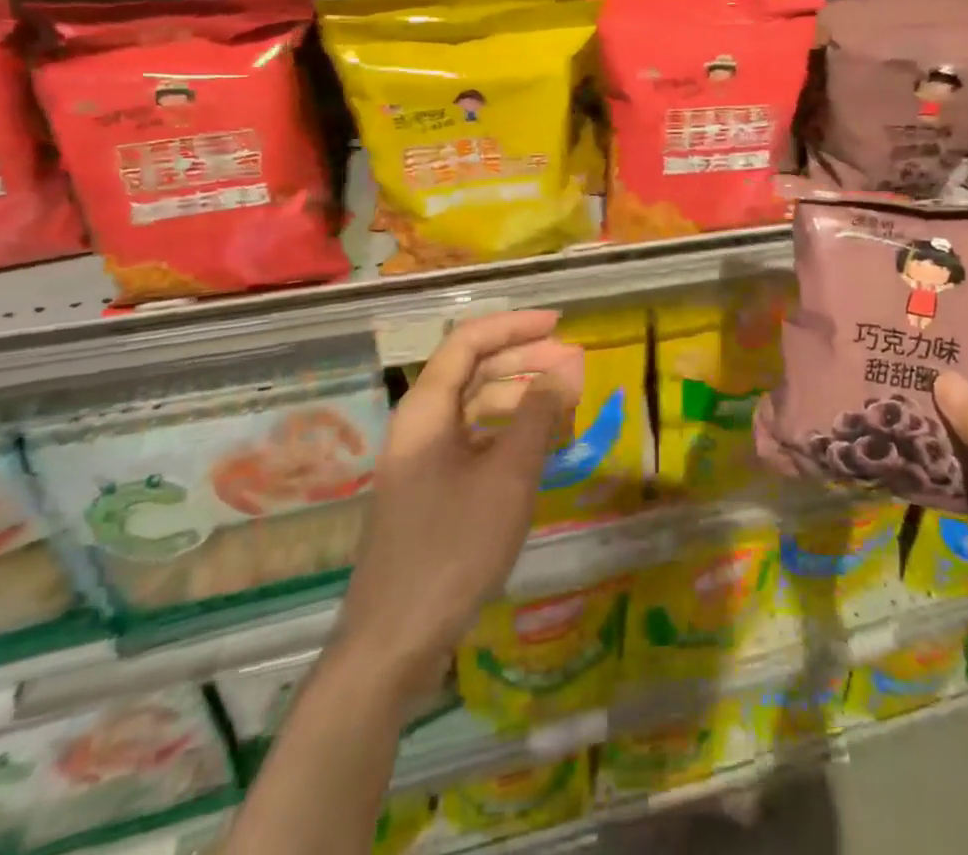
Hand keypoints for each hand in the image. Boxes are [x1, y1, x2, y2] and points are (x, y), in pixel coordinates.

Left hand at [337, 310, 582, 697]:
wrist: (393, 644)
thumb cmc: (453, 548)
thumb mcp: (508, 476)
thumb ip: (538, 414)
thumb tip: (567, 366)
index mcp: (426, 409)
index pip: (469, 341)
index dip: (514, 325)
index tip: (560, 325)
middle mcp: (419, 424)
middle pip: (473, 371)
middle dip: (525, 360)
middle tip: (574, 365)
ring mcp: (421, 460)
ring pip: (475, 408)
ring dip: (520, 398)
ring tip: (566, 405)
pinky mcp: (430, 490)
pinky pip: (473, 441)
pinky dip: (508, 433)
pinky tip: (538, 446)